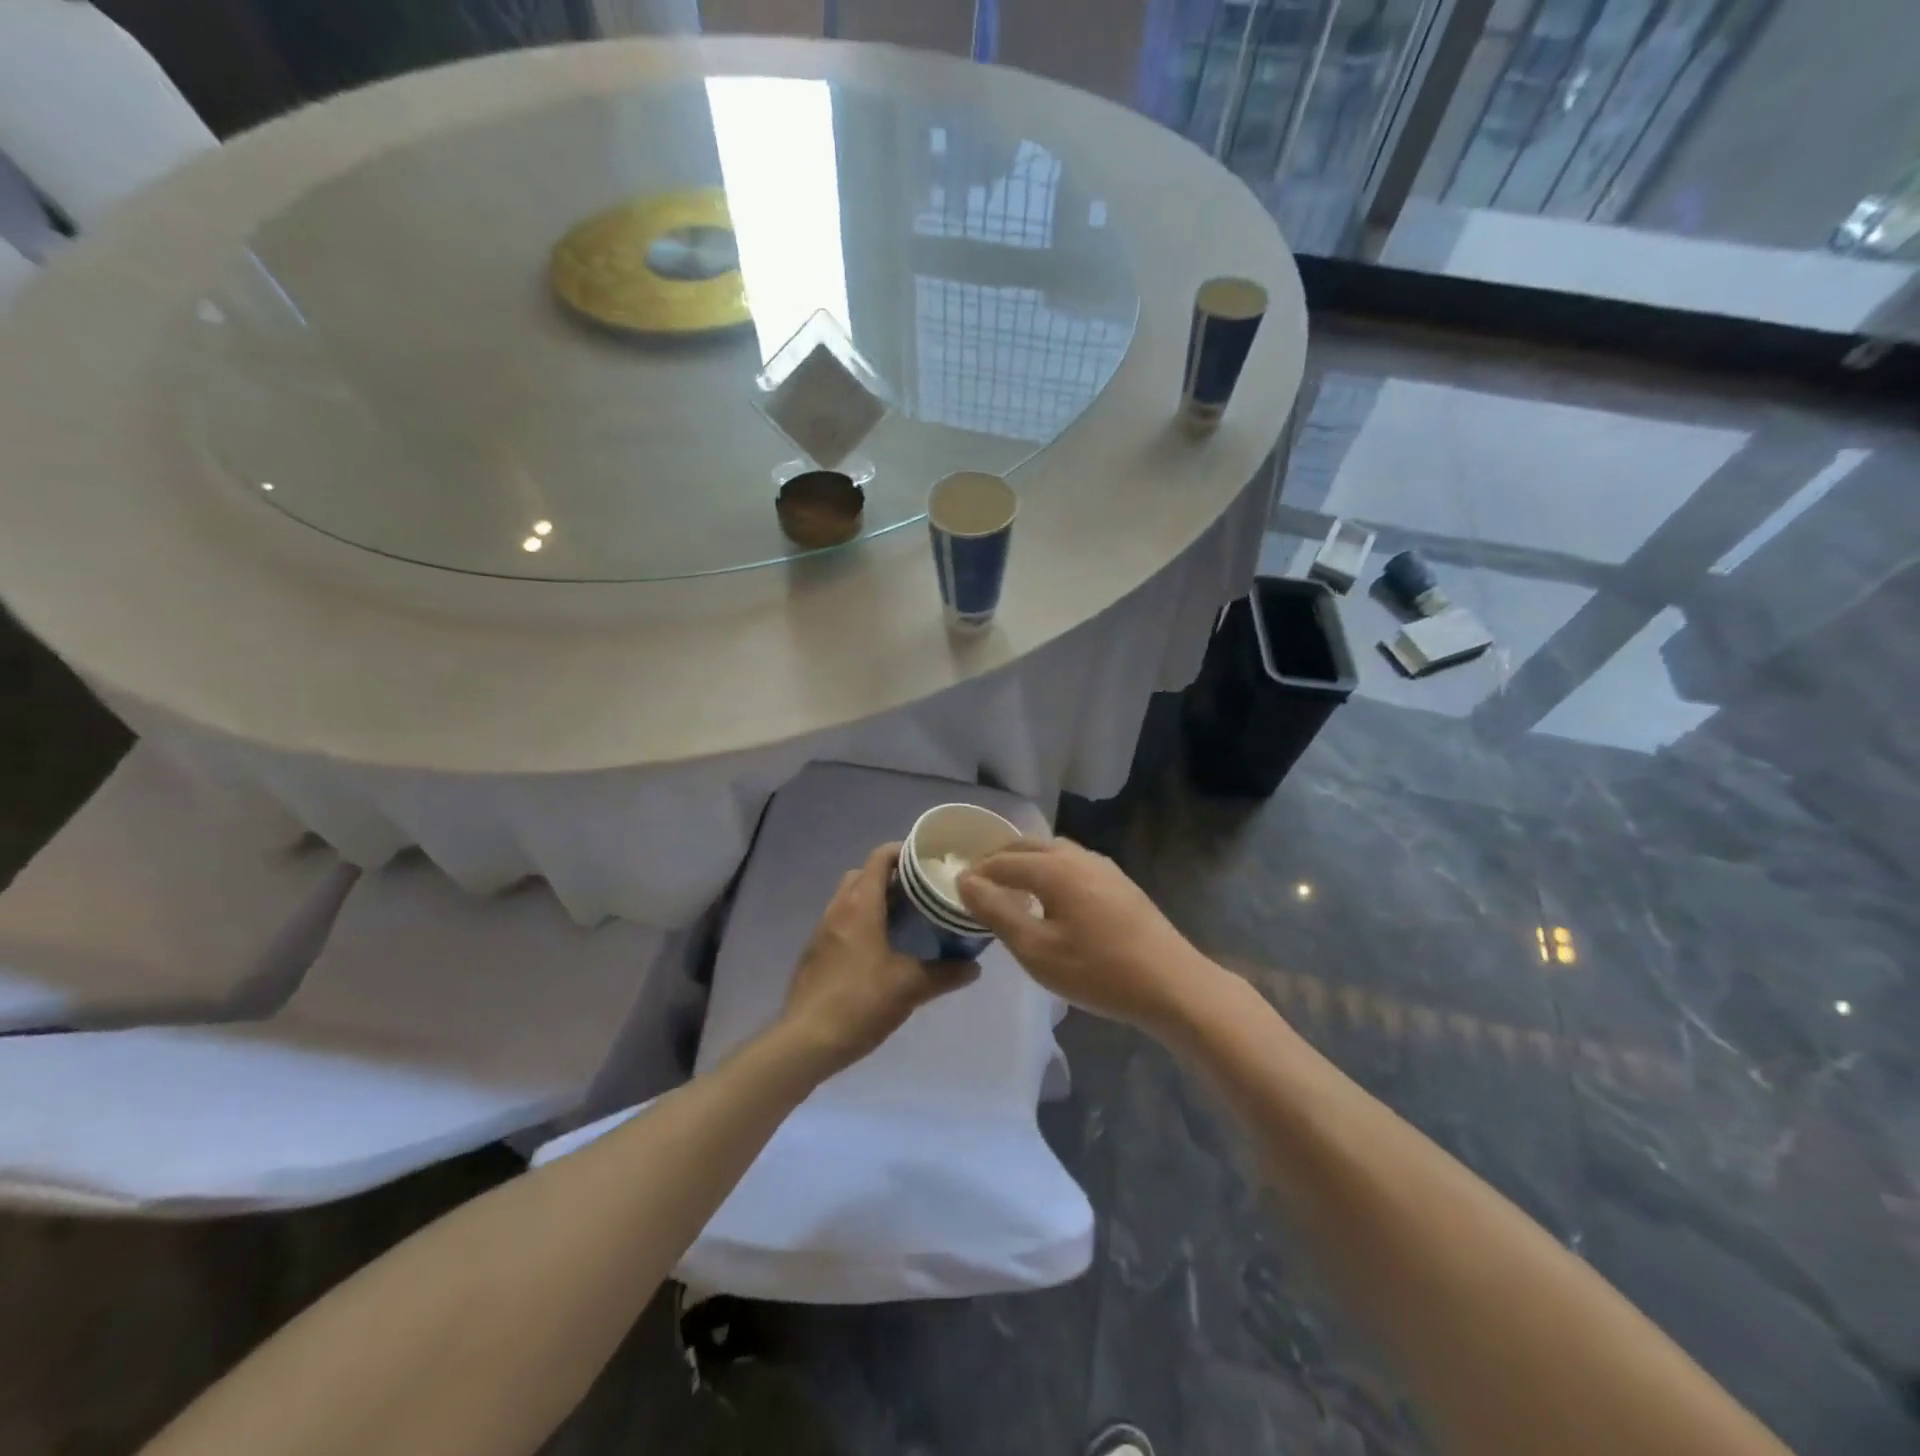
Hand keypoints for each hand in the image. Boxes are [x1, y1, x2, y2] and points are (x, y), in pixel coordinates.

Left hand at [777, 842, 977, 1076]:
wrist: (805, 1041)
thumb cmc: (860, 1002)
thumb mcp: (910, 987)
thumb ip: (945, 973)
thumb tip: (975, 966)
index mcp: (860, 905)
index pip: (880, 857)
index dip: (904, 851)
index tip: (929, 859)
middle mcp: (838, 908)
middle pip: (864, 874)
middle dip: (892, 876)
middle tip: (922, 891)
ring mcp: (822, 931)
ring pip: (851, 898)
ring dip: (876, 900)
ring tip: (907, 919)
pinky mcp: (815, 953)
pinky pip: (842, 922)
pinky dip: (862, 922)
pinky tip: (881, 949)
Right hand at [957, 837, 1217, 1036]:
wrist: (1172, 985)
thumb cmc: (1098, 971)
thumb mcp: (1037, 950)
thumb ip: (997, 912)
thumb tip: (966, 881)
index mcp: (1054, 868)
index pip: (1003, 861)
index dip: (976, 874)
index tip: (955, 889)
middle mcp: (1078, 856)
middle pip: (1028, 846)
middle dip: (999, 860)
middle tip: (978, 885)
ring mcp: (1103, 867)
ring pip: (1053, 852)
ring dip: (1026, 863)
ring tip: (1010, 889)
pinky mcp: (1120, 883)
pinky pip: (1072, 865)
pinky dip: (1049, 871)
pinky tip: (1051, 899)